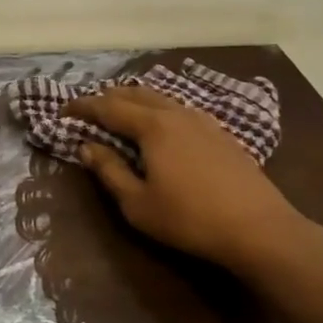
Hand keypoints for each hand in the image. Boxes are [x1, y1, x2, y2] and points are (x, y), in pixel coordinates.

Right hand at [65, 87, 318, 276]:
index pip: (108, 107)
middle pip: (136, 93)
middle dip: (109, 97)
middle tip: (89, 108)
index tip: (63, 110)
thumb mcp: (138, 204)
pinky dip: (159, 109)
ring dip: (136, 101)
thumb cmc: (190, 219)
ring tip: (121, 112)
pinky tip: (162, 126)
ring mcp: (203, 120)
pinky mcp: (221, 133)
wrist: (259, 228)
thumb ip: (109, 171)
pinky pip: (180, 109)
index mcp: (152, 126)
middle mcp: (176, 113)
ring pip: (161, 98)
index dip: (83, 107)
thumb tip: (86, 147)